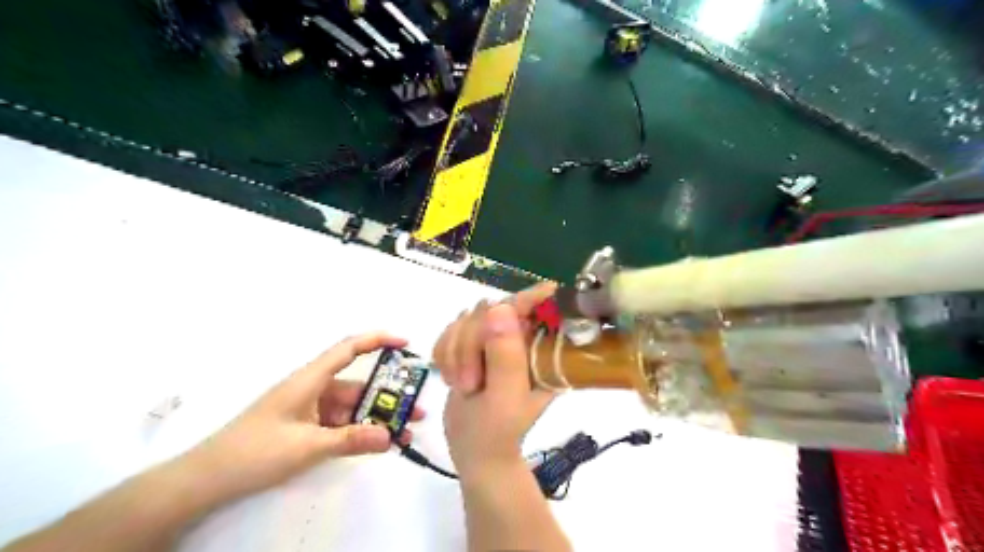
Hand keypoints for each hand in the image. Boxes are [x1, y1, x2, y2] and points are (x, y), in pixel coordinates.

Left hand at [178, 335, 422, 502]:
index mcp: (310, 379)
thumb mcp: (307, 446)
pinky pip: (341, 424)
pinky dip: (360, 432)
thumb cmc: (255, 451)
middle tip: (416, 407)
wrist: (207, 480)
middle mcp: (314, 389)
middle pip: (358, 385)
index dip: (378, 340)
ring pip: (352, 408)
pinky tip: (378, 443)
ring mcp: (311, 409)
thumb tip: (390, 436)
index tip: (405, 343)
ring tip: (405, 431)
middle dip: (387, 395)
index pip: (348, 349)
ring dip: (376, 418)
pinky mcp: (307, 428)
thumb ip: (351, 440)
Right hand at [436, 286, 555, 479]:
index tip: (530, 293)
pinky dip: (444, 353)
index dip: (530, 297)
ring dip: (455, 353)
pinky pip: (449, 331)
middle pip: (489, 311)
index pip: (536, 310)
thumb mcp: (505, 397)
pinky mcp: (471, 344)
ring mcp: (494, 339)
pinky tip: (451, 377)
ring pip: (465, 320)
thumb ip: (504, 356)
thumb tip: (500, 308)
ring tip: (463, 386)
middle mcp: (520, 338)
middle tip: (468, 383)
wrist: (474, 451)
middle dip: (470, 345)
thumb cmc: (497, 431)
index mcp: (539, 351)